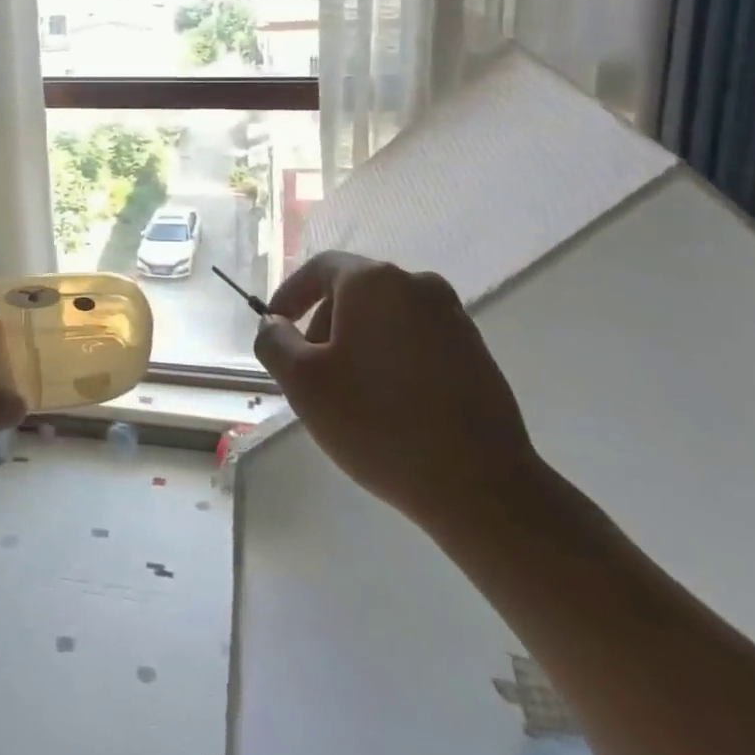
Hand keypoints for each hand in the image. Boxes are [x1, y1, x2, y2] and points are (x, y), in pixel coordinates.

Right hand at [257, 251, 544, 540]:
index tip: (275, 326)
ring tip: (350, 395)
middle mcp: (417, 284)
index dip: (290, 294)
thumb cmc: (378, 423)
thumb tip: (274, 324)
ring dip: (358, 343)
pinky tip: (390, 404)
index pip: (320, 268)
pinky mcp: (475, 351)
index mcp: (374, 282)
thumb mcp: (303, 383)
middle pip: (354, 291)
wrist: (481, 485)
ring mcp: (453, 317)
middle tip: (310, 373)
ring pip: (386, 317)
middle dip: (324, 325)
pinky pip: (416, 339)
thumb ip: (274, 341)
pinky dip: (392, 357)